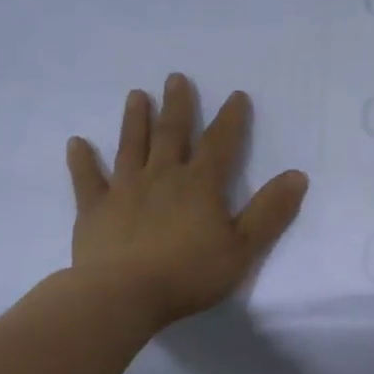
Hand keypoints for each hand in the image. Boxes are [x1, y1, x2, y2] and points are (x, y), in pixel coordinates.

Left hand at [65, 74, 308, 328]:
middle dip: (177, 106)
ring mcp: (124, 190)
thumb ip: (270, 211)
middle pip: (171, 134)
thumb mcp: (244, 248)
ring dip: (135, 120)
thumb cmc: (189, 274)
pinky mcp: (93, 209)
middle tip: (175, 78)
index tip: (236, 95)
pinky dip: (82, 160)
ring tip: (137, 95)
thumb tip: (297, 175)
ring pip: (131, 146)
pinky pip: (87, 179)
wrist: (122, 296)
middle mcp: (162, 177)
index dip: (231, 119)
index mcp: (200, 185)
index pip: (221, 143)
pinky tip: (77, 142)